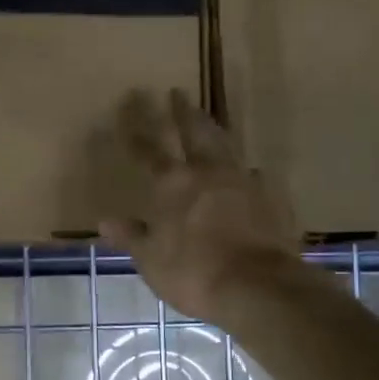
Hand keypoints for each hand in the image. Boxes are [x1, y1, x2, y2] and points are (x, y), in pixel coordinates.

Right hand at [99, 89, 301, 321]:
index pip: (147, 150)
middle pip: (194, 132)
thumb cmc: (193, 273)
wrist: (259, 287)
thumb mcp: (151, 259)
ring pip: (226, 145)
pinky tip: (248, 173)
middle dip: (182, 112)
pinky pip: (255, 176)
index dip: (136, 128)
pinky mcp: (271, 198)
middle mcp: (208, 172)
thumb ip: (132, 236)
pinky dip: (244, 170)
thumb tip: (106, 221)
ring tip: (209, 120)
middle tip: (177, 92)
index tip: (129, 105)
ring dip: (214, 130)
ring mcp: (243, 181)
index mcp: (172, 184)